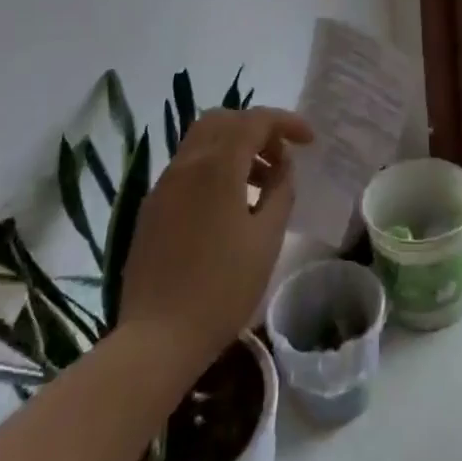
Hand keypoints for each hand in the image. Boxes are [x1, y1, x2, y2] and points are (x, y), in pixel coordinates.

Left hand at [118, 108, 312, 371]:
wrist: (156, 340)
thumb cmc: (222, 288)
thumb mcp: (267, 239)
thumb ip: (281, 191)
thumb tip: (282, 166)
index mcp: (217, 166)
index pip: (255, 120)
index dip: (286, 122)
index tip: (309, 141)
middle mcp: (186, 164)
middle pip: (223, 120)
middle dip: (256, 128)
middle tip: (280, 157)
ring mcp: (164, 185)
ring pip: (202, 141)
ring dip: (234, 148)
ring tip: (260, 185)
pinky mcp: (152, 208)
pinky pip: (187, 168)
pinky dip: (213, 168)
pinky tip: (229, 206)